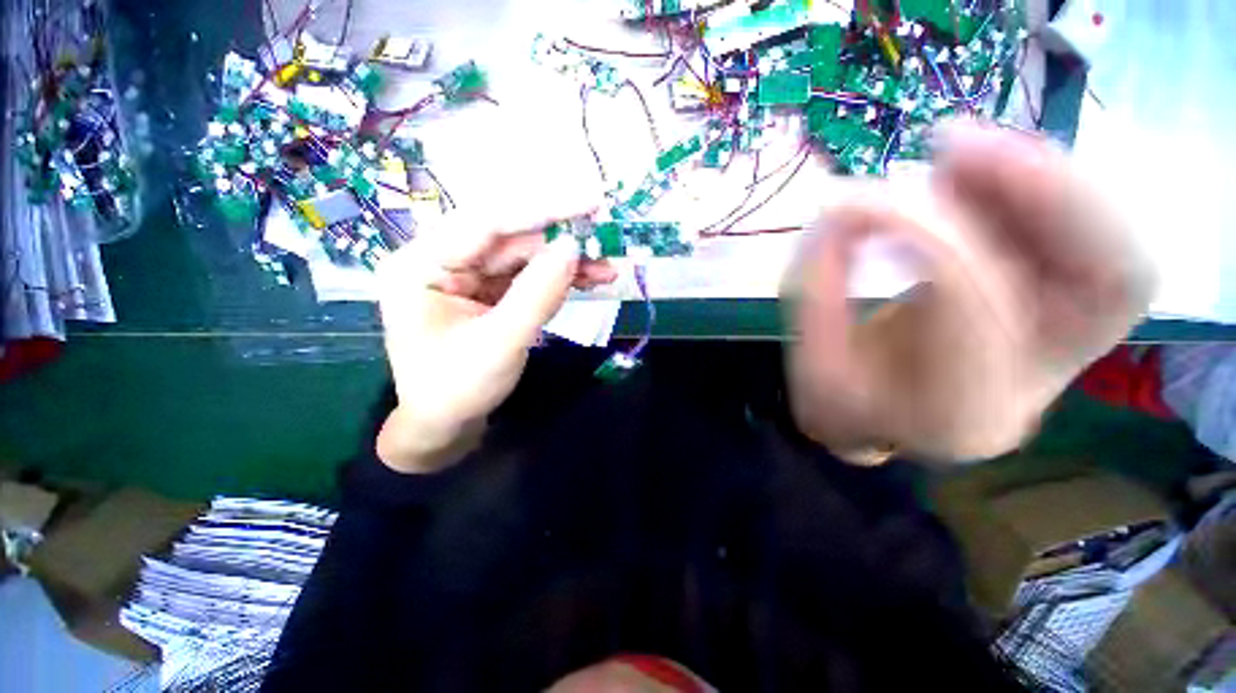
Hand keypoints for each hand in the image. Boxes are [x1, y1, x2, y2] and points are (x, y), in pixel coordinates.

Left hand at [375, 211, 615, 473]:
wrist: (447, 425)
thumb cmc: (459, 389)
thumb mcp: (502, 343)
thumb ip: (538, 294)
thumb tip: (573, 248)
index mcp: (421, 265)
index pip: (486, 223)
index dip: (541, 210)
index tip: (588, 202)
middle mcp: (442, 260)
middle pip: (510, 239)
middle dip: (561, 242)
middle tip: (606, 240)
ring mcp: (467, 276)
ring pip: (524, 258)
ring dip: (567, 263)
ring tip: (607, 268)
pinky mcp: (488, 292)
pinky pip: (528, 277)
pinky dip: (559, 279)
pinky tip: (590, 279)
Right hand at [785, 120, 1156, 463]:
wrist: (883, 421)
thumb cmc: (841, 405)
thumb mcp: (811, 362)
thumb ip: (818, 291)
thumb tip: (838, 209)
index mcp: (962, 410)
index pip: (977, 303)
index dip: (924, 232)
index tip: (859, 200)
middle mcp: (1040, 384)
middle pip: (1109, 280)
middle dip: (1042, 191)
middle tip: (951, 143)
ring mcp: (1066, 349)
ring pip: (1113, 249)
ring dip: (1042, 179)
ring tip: (957, 149)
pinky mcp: (1062, 314)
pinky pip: (1087, 240)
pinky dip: (1036, 189)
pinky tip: (974, 170)